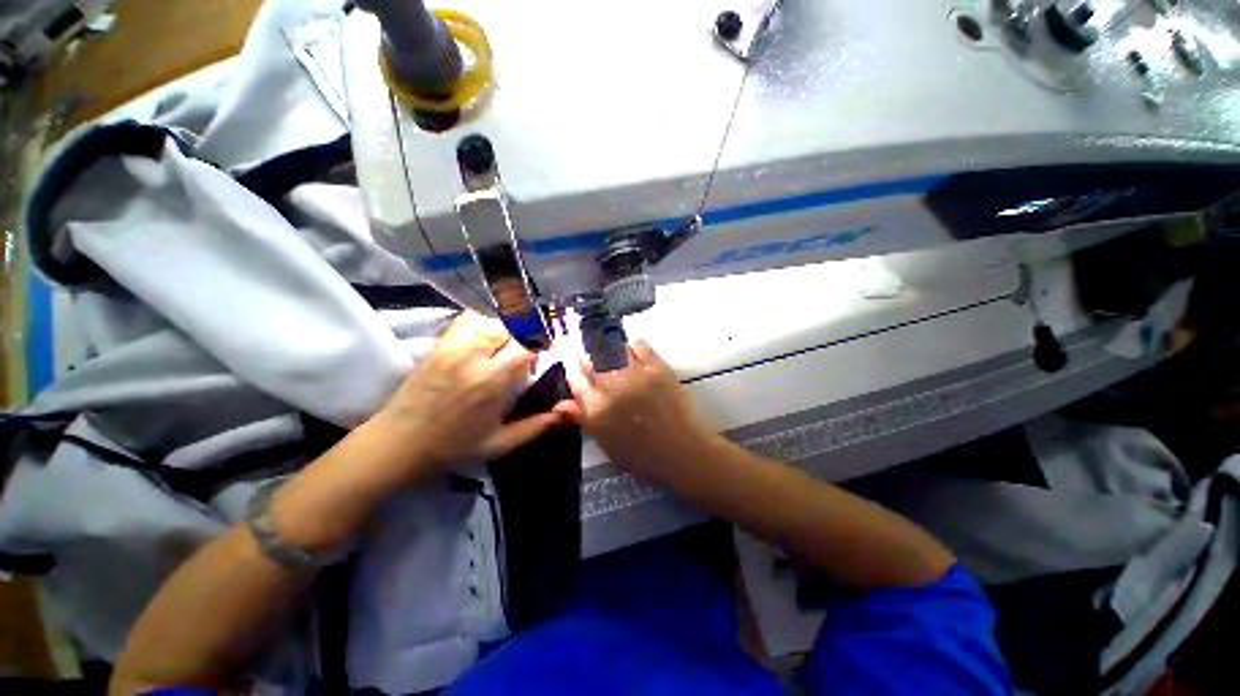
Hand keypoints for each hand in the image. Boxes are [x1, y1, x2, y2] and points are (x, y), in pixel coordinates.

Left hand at [376, 312, 568, 477]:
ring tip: (514, 337)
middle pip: (511, 326)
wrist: (399, 443)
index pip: (527, 345)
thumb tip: (565, 413)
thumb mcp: (499, 444)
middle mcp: (475, 357)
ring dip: (508, 325)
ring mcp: (454, 347)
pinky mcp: (439, 344)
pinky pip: (467, 319)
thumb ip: (535, 427)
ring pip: (491, 319)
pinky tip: (489, 332)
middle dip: (529, 331)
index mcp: (493, 382)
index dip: (543, 341)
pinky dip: (484, 319)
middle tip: (534, 343)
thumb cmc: (453, 447)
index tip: (550, 348)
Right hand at [554, 341, 719, 486]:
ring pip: (613, 350)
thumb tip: (560, 405)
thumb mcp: (607, 443)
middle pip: (592, 362)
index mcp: (597, 411)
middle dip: (588, 359)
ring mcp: (636, 375)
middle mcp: (612, 389)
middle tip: (591, 360)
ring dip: (608, 350)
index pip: (576, 381)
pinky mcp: (658, 368)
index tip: (575, 367)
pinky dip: (633, 346)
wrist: (684, 452)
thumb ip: (583, 420)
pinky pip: (639, 346)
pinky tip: (632, 352)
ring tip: (610, 354)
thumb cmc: (643, 455)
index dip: (574, 372)